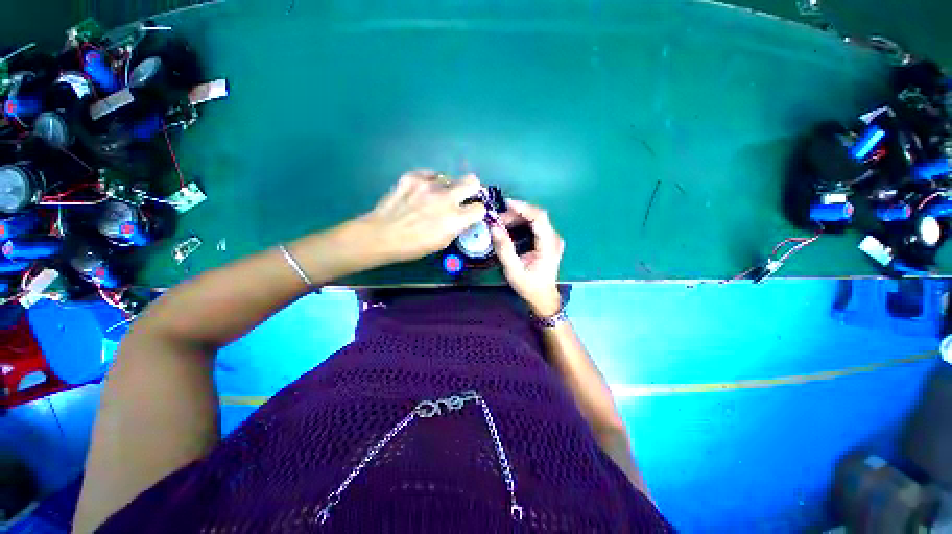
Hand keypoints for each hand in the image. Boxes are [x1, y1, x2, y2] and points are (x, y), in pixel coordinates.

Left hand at [359, 170, 485, 265]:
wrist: (381, 235)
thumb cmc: (413, 246)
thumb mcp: (442, 242)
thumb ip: (457, 227)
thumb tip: (463, 217)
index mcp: (455, 219)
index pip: (480, 208)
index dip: (477, 211)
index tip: (471, 213)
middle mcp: (446, 198)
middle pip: (473, 181)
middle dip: (471, 189)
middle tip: (462, 197)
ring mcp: (429, 184)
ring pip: (449, 177)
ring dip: (447, 187)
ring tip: (434, 197)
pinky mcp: (413, 177)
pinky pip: (430, 174)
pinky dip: (430, 181)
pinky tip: (421, 191)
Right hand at [490, 199, 564, 316]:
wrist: (543, 297)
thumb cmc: (529, 286)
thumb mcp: (513, 270)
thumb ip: (504, 249)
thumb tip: (494, 228)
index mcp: (549, 245)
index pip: (539, 218)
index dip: (523, 207)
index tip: (506, 204)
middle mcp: (554, 238)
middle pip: (537, 216)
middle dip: (516, 213)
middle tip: (498, 219)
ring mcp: (553, 239)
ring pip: (536, 219)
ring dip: (518, 217)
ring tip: (501, 223)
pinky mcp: (548, 240)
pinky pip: (535, 225)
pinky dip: (522, 222)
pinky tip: (510, 226)